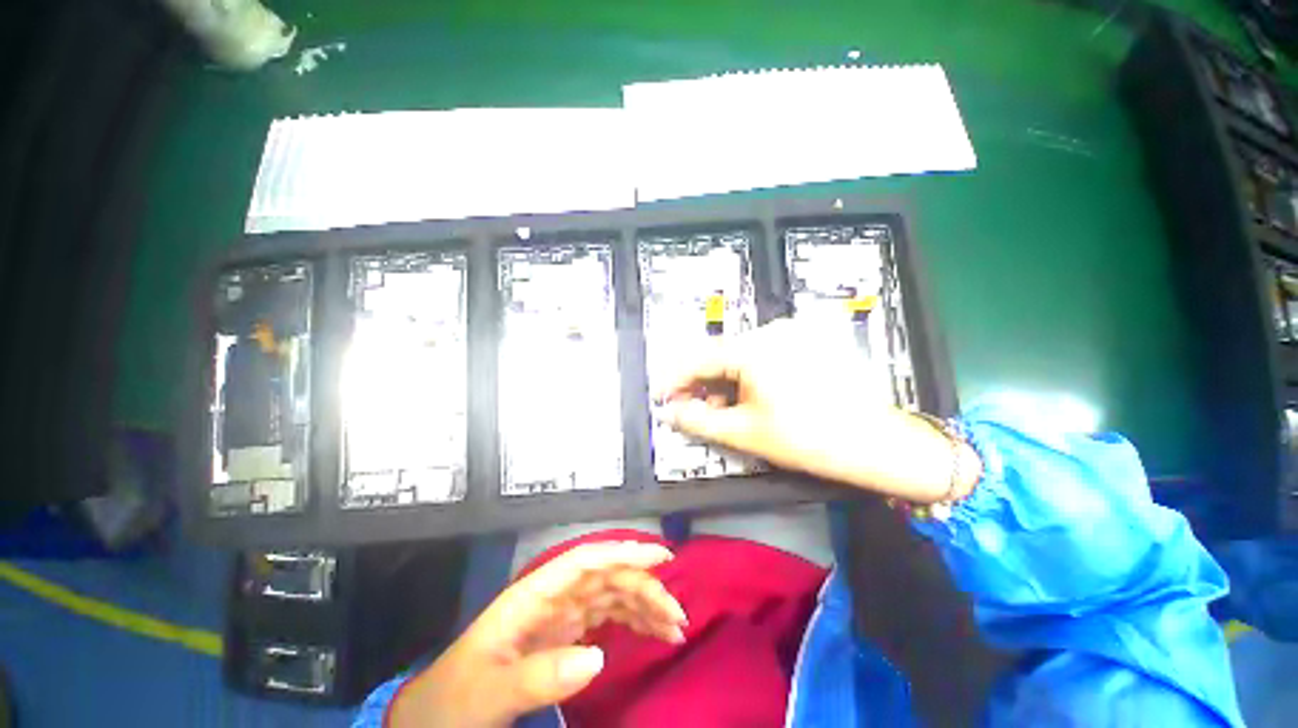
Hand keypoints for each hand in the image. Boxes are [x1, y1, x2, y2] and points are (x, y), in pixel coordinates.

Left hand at [388, 541, 686, 727]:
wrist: (434, 718)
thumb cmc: (455, 700)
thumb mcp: (489, 693)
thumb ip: (538, 675)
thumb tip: (598, 656)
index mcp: (533, 595)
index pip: (585, 561)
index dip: (624, 552)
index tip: (661, 558)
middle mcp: (553, 596)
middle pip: (607, 577)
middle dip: (644, 587)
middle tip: (677, 617)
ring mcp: (561, 614)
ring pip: (612, 594)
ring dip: (644, 604)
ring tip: (674, 628)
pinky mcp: (566, 634)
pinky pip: (607, 617)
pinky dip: (632, 621)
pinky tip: (651, 632)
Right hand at [658, 320, 978, 502]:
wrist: (876, 443)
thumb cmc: (808, 439)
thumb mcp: (745, 432)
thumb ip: (699, 419)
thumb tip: (671, 412)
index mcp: (755, 349)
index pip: (700, 358)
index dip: (675, 378)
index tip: (661, 394)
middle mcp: (773, 331)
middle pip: (722, 355)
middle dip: (701, 383)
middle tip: (691, 407)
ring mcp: (793, 333)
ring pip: (742, 355)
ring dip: (725, 380)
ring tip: (723, 408)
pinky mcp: (808, 341)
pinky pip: (765, 355)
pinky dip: (749, 375)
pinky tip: (750, 396)